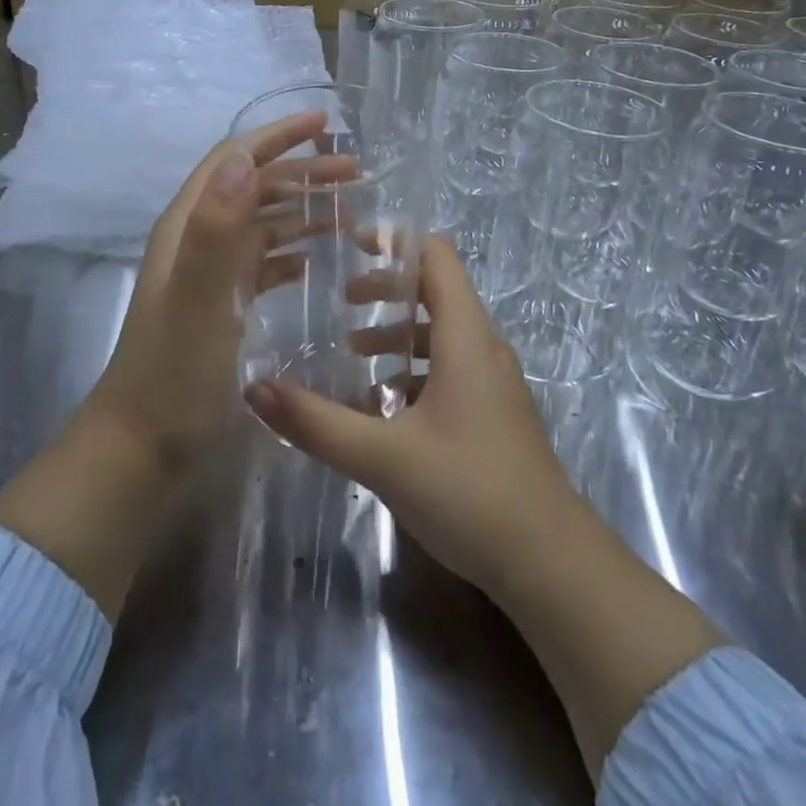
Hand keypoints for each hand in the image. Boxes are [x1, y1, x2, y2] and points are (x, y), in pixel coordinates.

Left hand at [87, 109, 336, 468]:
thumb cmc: (174, 373)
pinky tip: (321, 260)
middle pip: (253, 188)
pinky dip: (294, 252)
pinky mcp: (223, 307)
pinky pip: (264, 264)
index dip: (277, 137)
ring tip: (352, 213)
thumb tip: (242, 157)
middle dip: (302, 173)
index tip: (325, 125)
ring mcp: (211, 276)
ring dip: (303, 211)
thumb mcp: (200, 300)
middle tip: (357, 174)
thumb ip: (217, 230)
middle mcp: (198, 242)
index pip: (234, 160)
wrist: (144, 448)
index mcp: (189, 228)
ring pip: (262, 225)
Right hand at [243, 238, 722, 777]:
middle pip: (435, 294)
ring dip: (397, 336)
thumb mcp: (383, 457)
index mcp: (465, 337)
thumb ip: (317, 422)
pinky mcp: (493, 415)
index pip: (437, 258)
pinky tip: (382, 409)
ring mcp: (493, 383)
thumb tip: (255, 388)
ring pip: (441, 337)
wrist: (550, 563)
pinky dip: (413, 371)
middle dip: (386, 292)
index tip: (350, 245)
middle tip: (339, 305)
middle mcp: (483, 348)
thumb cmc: (470, 491)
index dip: (396, 242)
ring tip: (350, 356)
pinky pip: (449, 371)